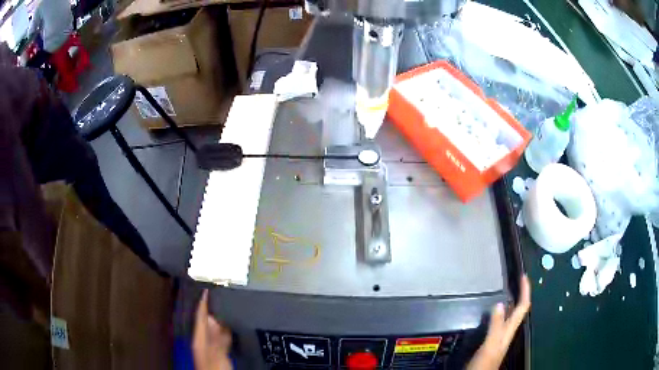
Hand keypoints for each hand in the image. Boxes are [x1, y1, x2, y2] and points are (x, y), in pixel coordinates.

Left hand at [193, 289, 233, 369]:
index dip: (203, 303)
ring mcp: (211, 347)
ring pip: (215, 329)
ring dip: (220, 319)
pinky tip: (233, 326)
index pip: (200, 317)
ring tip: (228, 306)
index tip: (207, 289)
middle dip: (213, 309)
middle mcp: (204, 340)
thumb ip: (214, 337)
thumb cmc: (214, 368)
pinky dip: (226, 330)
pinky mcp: (219, 352)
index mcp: (199, 338)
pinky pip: (222, 337)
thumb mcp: (215, 353)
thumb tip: (212, 317)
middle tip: (222, 294)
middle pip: (207, 322)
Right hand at [466, 275, 530, 369]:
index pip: (523, 307)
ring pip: (510, 315)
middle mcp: (507, 331)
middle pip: (519, 309)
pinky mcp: (491, 340)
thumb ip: (496, 326)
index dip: (525, 291)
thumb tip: (500, 303)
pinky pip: (500, 321)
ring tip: (507, 290)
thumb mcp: (490, 344)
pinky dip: (500, 311)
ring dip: (512, 301)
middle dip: (521, 293)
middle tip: (516, 279)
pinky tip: (492, 311)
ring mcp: (500, 336)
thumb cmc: (484, 363)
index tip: (523, 276)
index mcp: (509, 330)